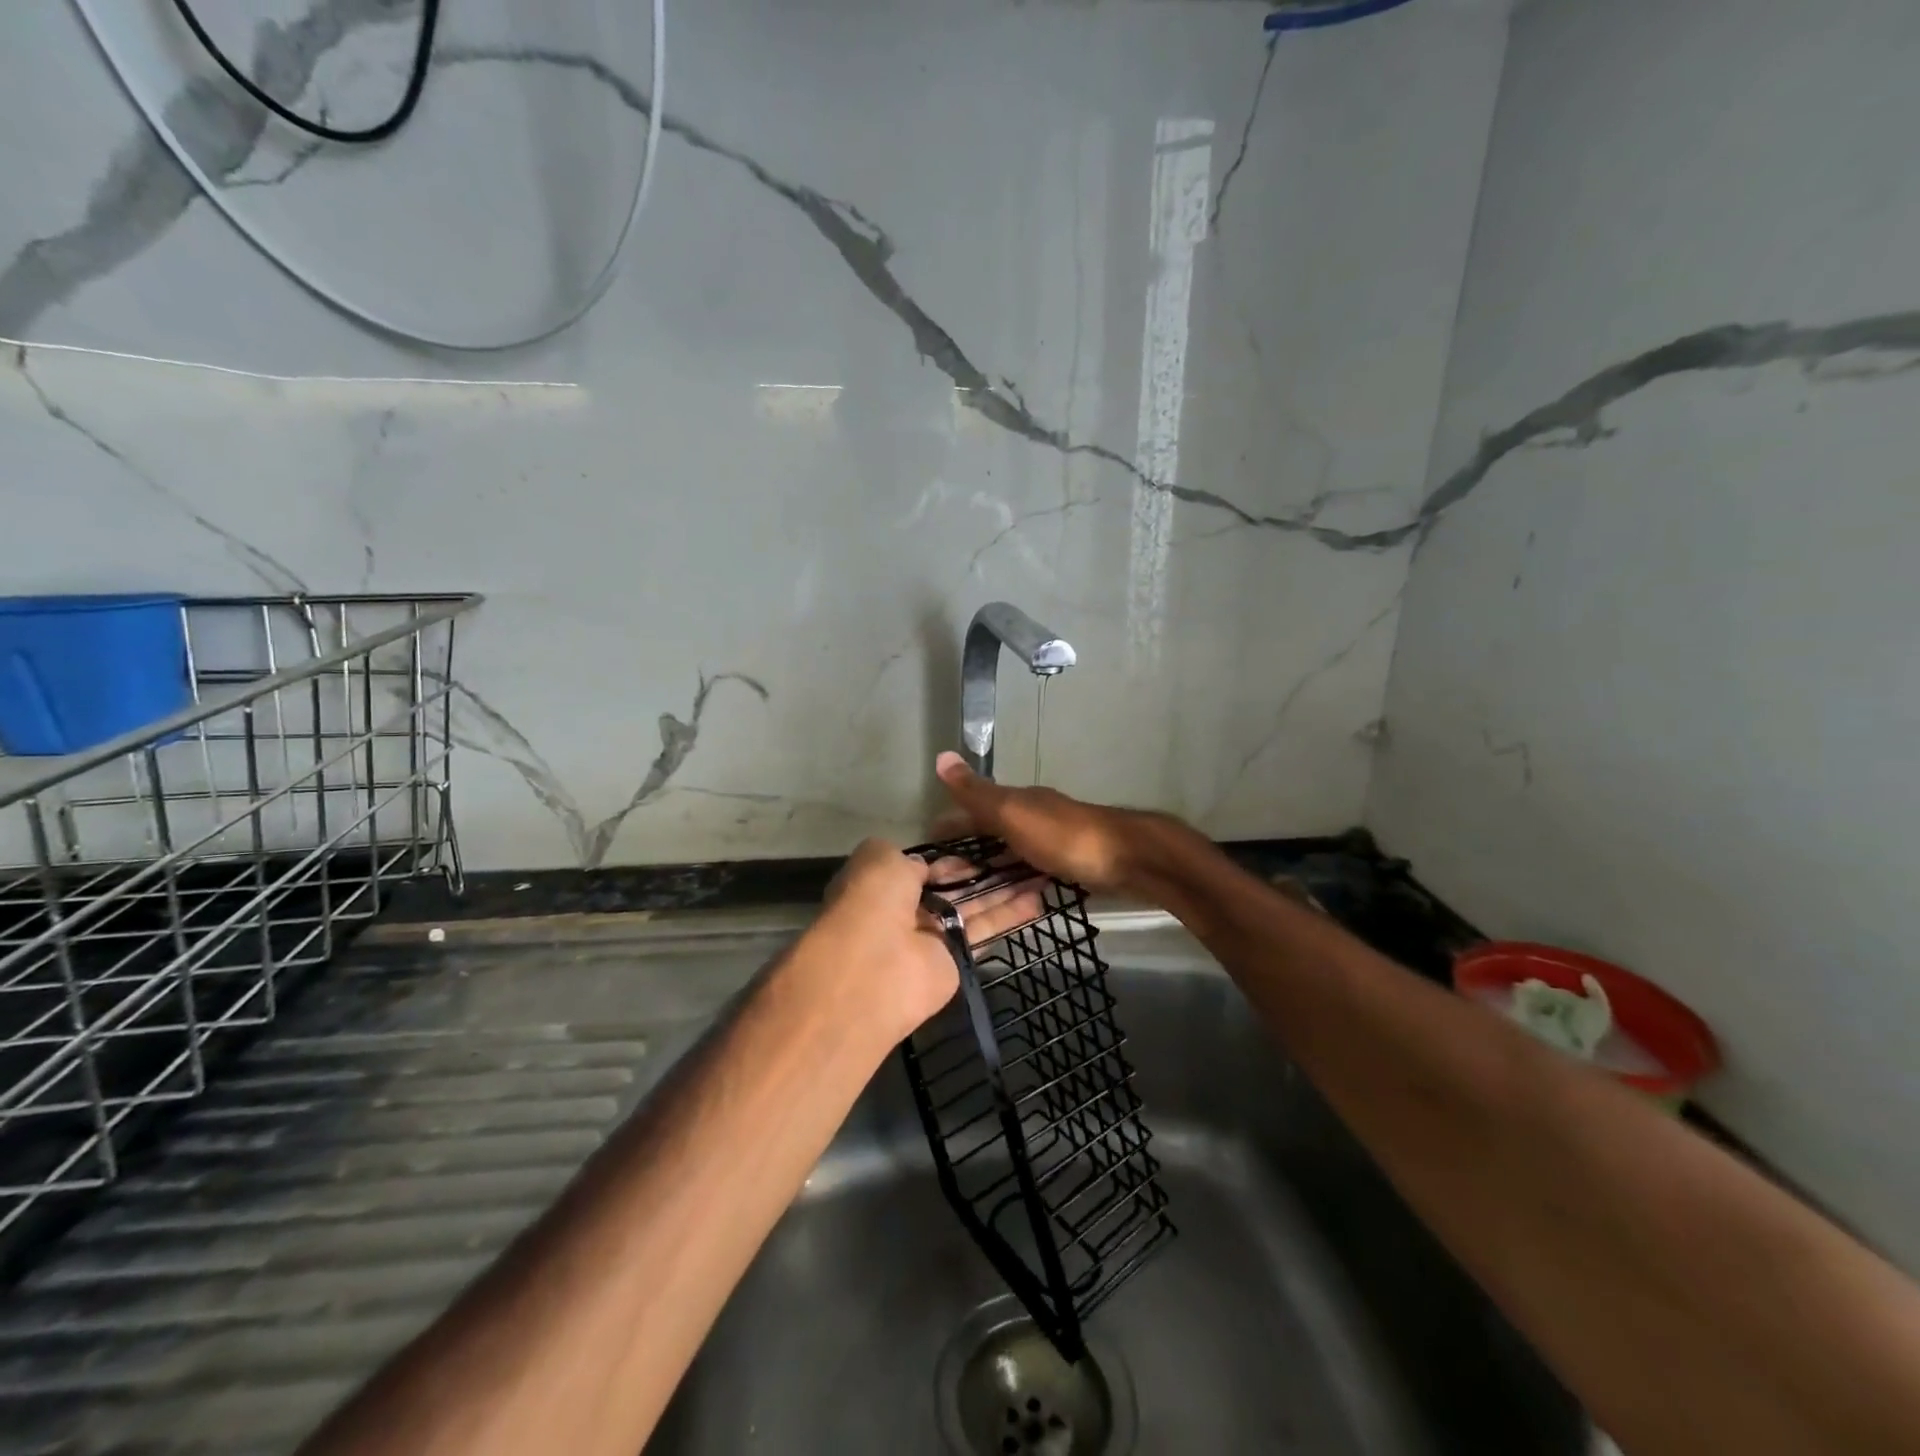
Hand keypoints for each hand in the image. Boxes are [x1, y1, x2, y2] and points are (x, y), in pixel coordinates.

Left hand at [795, 837, 1043, 1043]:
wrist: (874, 968)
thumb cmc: (872, 901)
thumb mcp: (880, 858)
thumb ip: (910, 858)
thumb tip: (929, 866)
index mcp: (884, 884)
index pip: (925, 868)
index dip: (953, 857)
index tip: (985, 844)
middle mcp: (909, 910)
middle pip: (955, 886)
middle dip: (986, 871)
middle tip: (1024, 853)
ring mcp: (934, 936)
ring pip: (975, 906)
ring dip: (1006, 889)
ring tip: (1042, 871)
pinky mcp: (958, 960)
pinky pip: (986, 931)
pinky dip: (1011, 915)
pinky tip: (1039, 899)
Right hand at [933, 751, 1174, 895]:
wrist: (1128, 858)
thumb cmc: (1064, 836)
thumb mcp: (1013, 813)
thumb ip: (977, 793)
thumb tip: (942, 755)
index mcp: (1018, 801)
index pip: (973, 809)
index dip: (950, 825)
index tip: (927, 848)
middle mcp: (1034, 815)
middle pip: (993, 831)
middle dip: (968, 850)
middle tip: (945, 879)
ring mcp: (1054, 840)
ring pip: (1013, 852)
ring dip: (992, 866)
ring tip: (971, 893)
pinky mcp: (1072, 863)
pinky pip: (1033, 869)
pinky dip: (1017, 878)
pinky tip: (1013, 894)